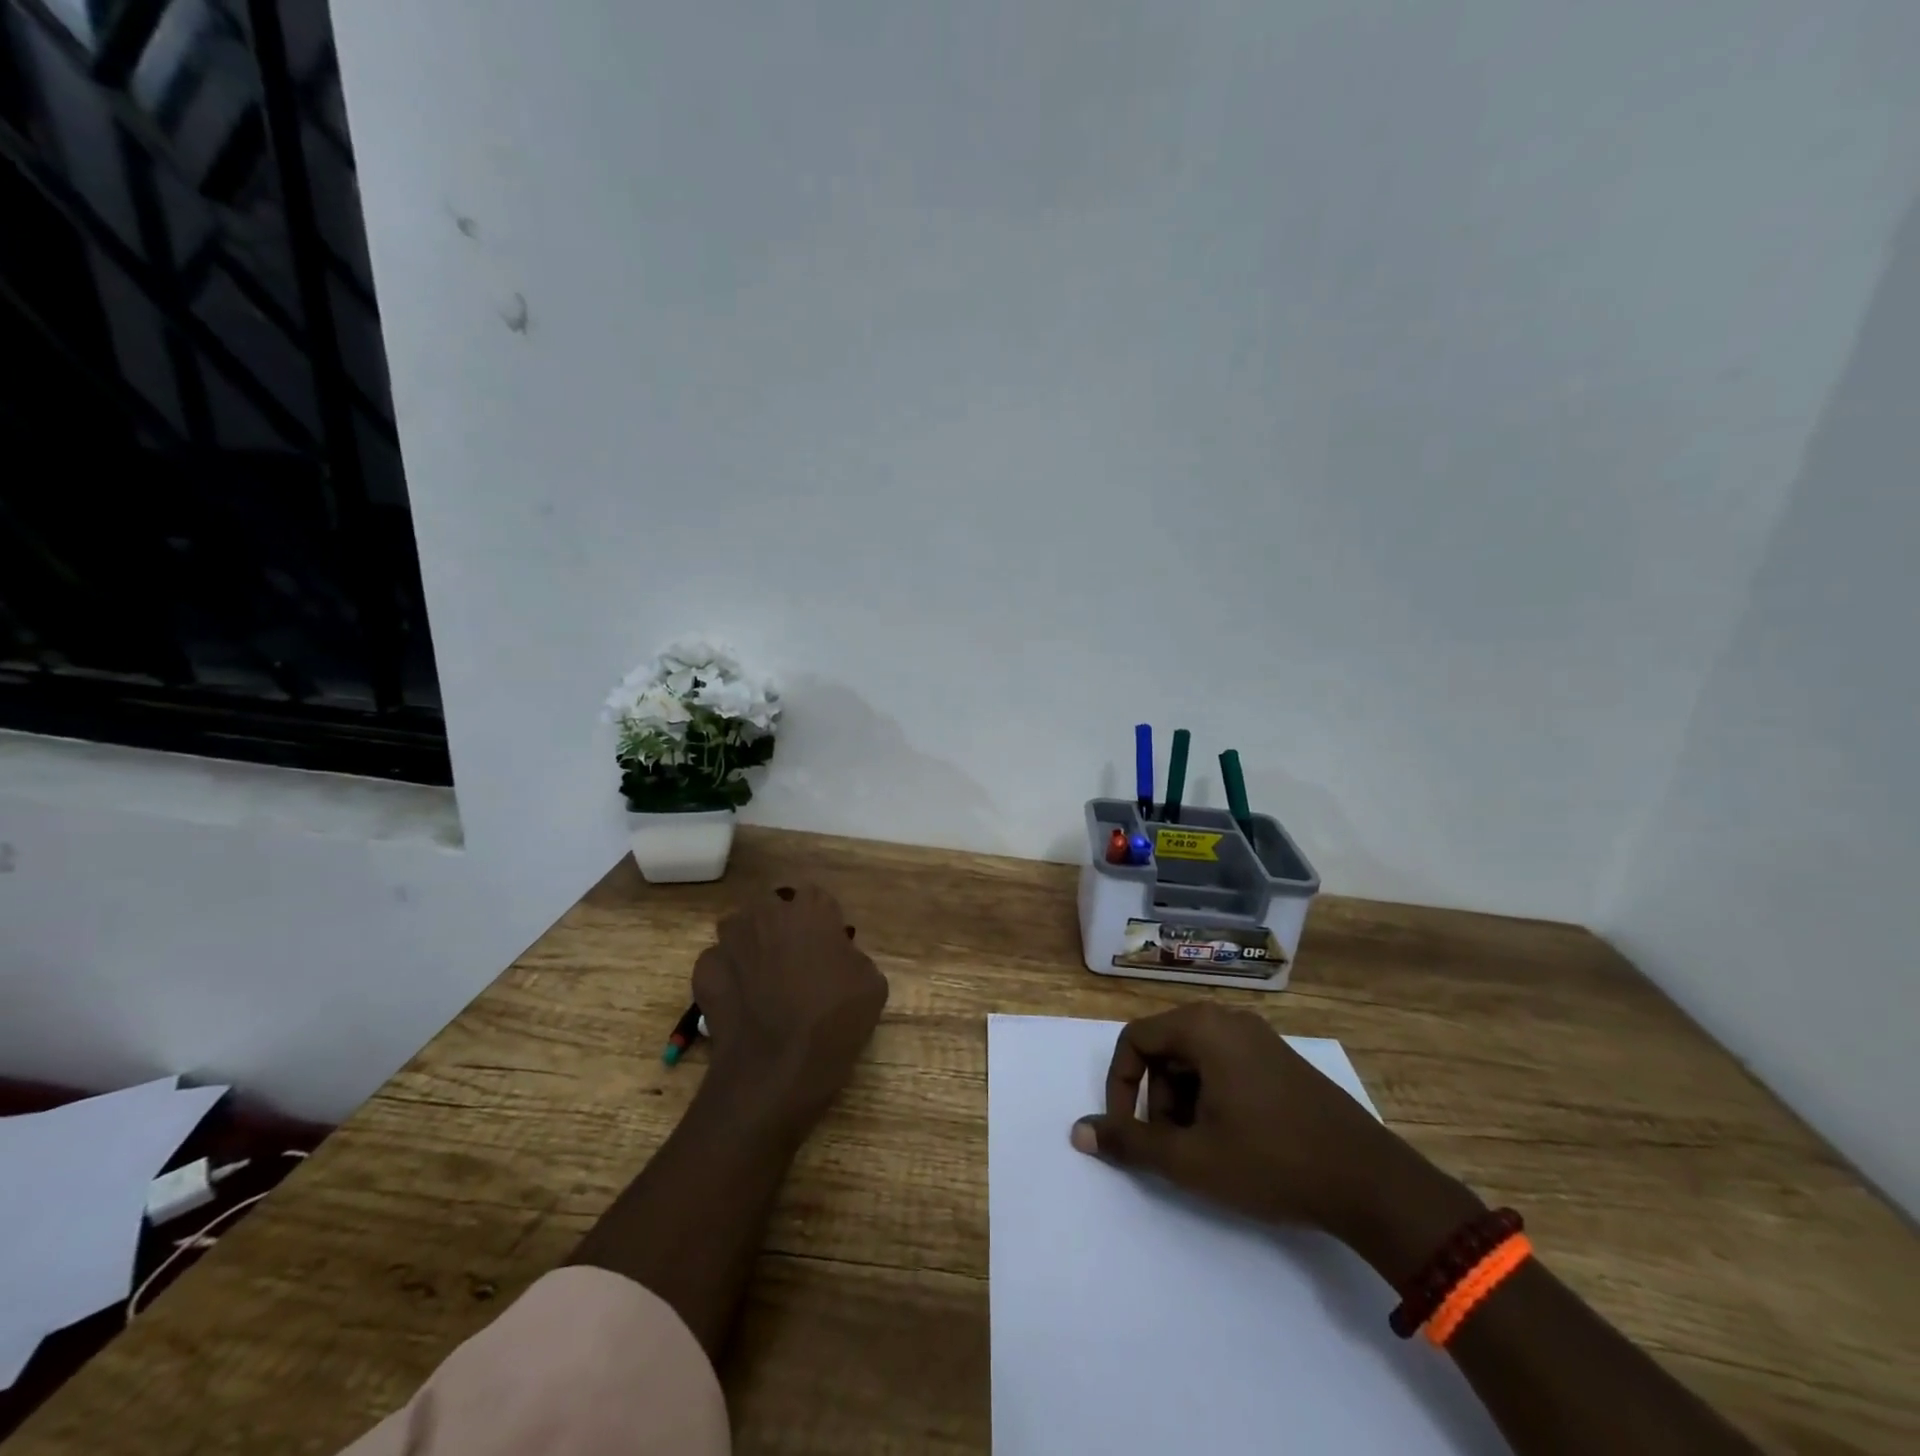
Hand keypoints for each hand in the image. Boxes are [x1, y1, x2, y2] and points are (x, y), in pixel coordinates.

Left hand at [693, 884, 888, 1133]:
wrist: (777, 1069)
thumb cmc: (834, 1020)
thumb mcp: (872, 983)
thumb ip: (852, 955)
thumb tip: (837, 957)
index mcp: (809, 909)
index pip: (816, 898)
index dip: (823, 922)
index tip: (828, 948)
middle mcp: (765, 914)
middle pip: (773, 909)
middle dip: (782, 928)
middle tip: (796, 963)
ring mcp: (729, 941)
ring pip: (741, 932)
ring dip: (751, 947)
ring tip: (764, 982)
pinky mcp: (705, 971)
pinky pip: (719, 964)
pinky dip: (728, 976)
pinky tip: (742, 1003)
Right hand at [1071, 1004, 1475, 1260]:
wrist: (1369, 1182)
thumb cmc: (1270, 1161)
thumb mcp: (1190, 1158)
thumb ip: (1130, 1142)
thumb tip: (1079, 1131)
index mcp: (1202, 1027)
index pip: (1135, 1039)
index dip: (1120, 1085)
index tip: (1128, 1131)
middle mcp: (1228, 1019)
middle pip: (1165, 1049)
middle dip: (1157, 1099)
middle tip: (1174, 1146)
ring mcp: (1259, 1037)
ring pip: (1195, 1060)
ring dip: (1184, 1102)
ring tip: (1205, 1149)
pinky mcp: (1281, 1060)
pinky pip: (1226, 1066)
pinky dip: (1213, 1098)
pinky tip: (1235, 1140)